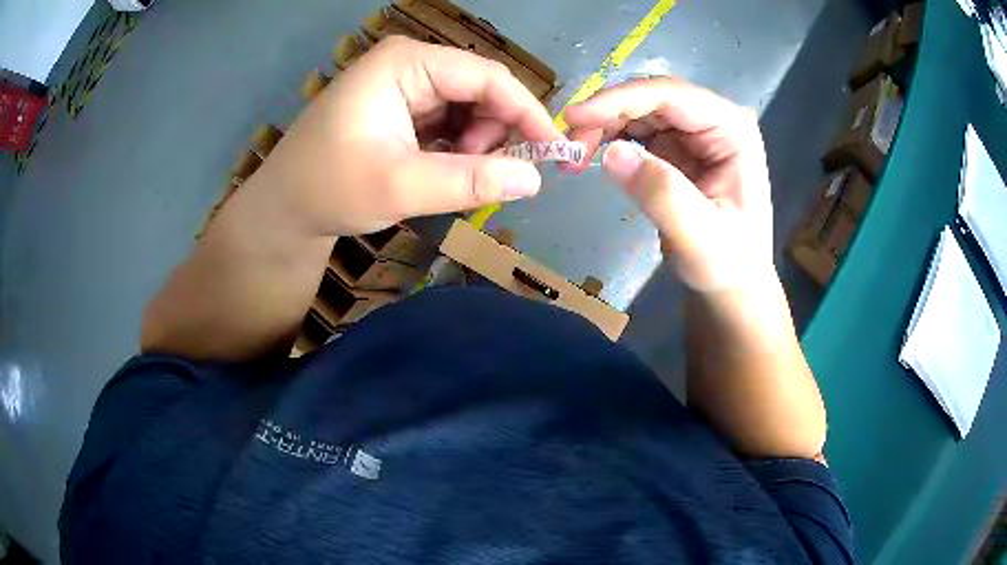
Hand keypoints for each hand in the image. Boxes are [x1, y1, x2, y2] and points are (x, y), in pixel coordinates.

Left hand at [246, 36, 563, 236]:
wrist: (283, 209)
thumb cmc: (329, 188)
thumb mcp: (401, 186)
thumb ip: (470, 181)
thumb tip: (535, 180)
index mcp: (406, 63)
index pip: (486, 77)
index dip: (527, 112)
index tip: (555, 151)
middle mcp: (409, 64)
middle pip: (479, 90)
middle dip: (495, 132)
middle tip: (488, 175)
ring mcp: (404, 85)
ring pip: (467, 108)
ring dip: (476, 144)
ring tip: (454, 177)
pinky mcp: (400, 108)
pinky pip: (448, 122)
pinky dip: (458, 148)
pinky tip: (443, 171)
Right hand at [564, 78, 773, 291]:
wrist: (731, 284)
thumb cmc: (727, 263)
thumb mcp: (699, 237)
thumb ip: (661, 194)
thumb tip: (611, 153)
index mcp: (732, 129)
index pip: (671, 96)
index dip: (620, 100)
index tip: (574, 117)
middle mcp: (713, 120)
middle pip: (650, 98)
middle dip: (605, 115)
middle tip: (566, 146)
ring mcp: (694, 132)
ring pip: (637, 111)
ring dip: (601, 126)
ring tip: (572, 157)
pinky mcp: (675, 147)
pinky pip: (634, 130)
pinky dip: (607, 139)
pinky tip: (587, 157)